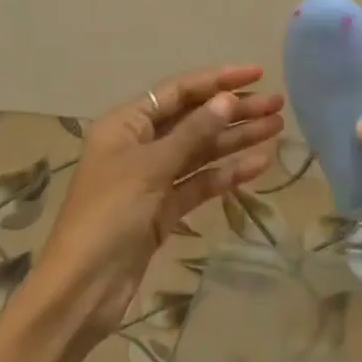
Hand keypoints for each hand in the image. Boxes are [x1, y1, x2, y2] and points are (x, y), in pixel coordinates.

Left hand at [37, 66, 284, 340]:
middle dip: (233, 111)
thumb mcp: (151, 168)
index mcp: (125, 125)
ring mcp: (152, 178)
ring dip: (236, 140)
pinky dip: (227, 173)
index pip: (178, 92)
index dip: (217, 80)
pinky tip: (259, 164)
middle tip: (277, 105)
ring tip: (277, 128)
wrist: (85, 288)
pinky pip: (200, 182)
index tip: (257, 74)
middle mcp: (139, 145)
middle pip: (193, 120)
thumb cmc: (109, 215)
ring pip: (201, 151)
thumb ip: (193, 133)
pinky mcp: (164, 208)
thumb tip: (226, 99)